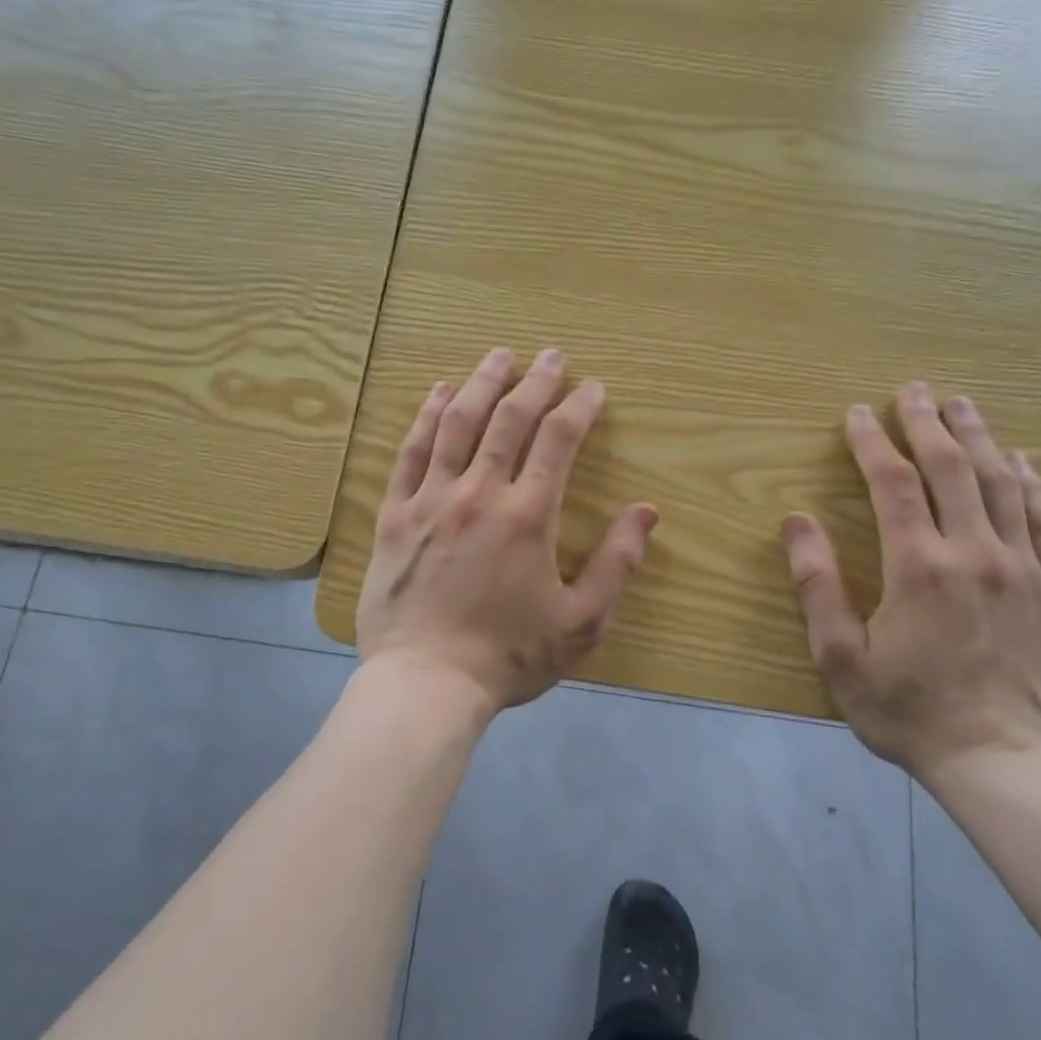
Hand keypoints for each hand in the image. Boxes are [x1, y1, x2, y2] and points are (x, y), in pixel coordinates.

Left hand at [356, 347, 659, 714]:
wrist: (426, 683)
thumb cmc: (508, 656)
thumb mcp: (581, 622)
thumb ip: (617, 564)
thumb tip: (646, 513)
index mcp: (529, 516)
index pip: (559, 440)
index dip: (578, 407)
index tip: (592, 388)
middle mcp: (479, 493)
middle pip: (510, 419)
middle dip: (535, 382)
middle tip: (550, 356)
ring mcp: (431, 499)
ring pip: (458, 424)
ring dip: (482, 384)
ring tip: (499, 356)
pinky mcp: (394, 514)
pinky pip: (410, 452)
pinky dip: (426, 417)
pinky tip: (439, 392)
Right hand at [780, 383, 1040, 782]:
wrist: (1003, 764)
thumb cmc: (907, 710)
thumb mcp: (839, 656)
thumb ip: (816, 584)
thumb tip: (795, 521)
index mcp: (918, 565)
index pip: (893, 482)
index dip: (872, 442)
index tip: (857, 414)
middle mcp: (974, 553)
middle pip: (951, 468)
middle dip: (928, 422)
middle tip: (913, 389)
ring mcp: (1021, 569)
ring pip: (1002, 484)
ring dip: (979, 438)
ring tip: (963, 405)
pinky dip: (1033, 483)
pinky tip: (1022, 461)